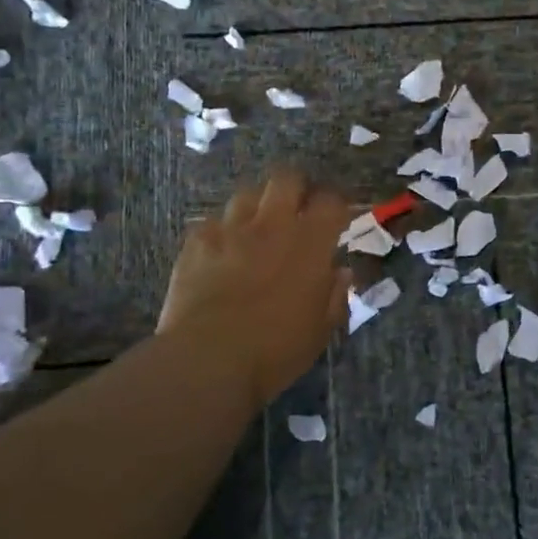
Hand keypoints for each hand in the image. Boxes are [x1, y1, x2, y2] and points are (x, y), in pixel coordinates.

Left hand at [159, 170, 353, 408]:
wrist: (207, 359)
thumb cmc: (275, 350)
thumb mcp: (319, 330)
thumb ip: (334, 295)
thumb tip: (341, 272)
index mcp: (310, 244)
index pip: (331, 201)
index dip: (336, 204)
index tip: (337, 218)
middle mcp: (272, 225)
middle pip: (287, 179)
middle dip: (297, 188)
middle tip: (298, 210)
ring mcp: (230, 230)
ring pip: (248, 194)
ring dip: (258, 206)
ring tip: (258, 229)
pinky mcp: (196, 242)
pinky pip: (212, 222)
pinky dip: (222, 232)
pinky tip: (221, 252)